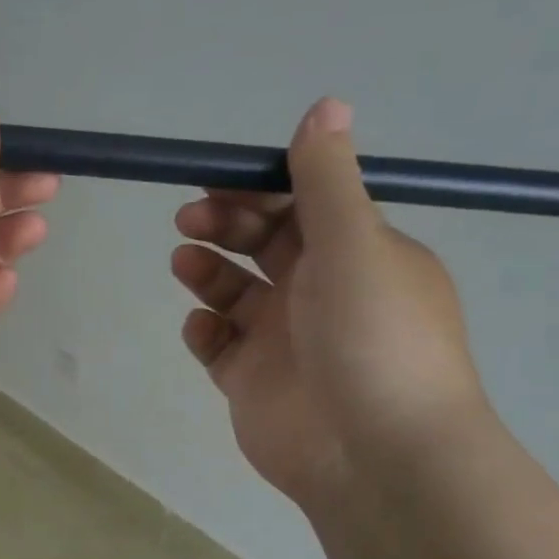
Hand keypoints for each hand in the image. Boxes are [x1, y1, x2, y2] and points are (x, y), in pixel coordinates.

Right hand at [171, 98, 487, 516]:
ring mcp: (283, 339)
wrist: (373, 454)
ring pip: (233, 291)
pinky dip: (204, 330)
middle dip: (224, 224)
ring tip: (185, 264)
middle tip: (190, 219)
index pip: (301, 205)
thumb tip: (326, 104)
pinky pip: (218, 344)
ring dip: (206, 271)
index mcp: (356, 254)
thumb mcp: (355, 244)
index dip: (258, 187)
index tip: (215, 178)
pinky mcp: (252, 381)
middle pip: (261, 243)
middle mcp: (320, 292)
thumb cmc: (371, 337)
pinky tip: (202, 328)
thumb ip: (328, 179)